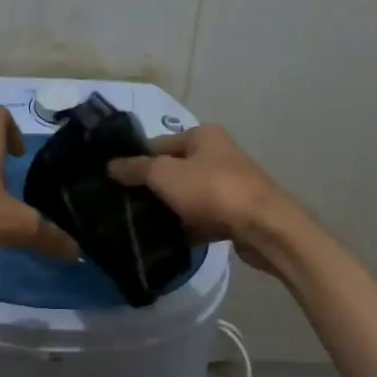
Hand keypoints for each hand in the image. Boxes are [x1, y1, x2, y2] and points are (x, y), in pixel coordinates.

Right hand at [107, 125, 302, 271]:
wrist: (265, 227)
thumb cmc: (212, 190)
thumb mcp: (165, 175)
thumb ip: (136, 168)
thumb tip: (111, 165)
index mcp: (203, 135)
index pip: (158, 144)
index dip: (136, 161)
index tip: (116, 183)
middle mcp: (218, 153)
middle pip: (174, 169)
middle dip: (152, 188)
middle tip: (126, 206)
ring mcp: (230, 183)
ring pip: (189, 195)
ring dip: (170, 209)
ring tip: (143, 225)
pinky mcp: (237, 211)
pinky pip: (204, 217)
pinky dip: (189, 226)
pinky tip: (170, 240)